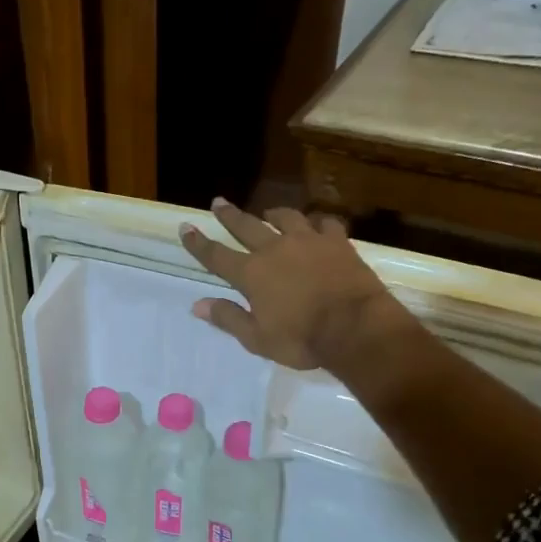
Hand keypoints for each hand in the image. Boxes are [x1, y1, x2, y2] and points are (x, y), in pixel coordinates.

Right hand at [178, 199, 409, 370]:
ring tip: (268, 213)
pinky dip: (318, 222)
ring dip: (273, 214)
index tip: (185, 227)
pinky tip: (317, 224)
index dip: (198, 243)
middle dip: (229, 215)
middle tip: (218, 202)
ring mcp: (308, 241)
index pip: (216, 256)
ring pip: (286, 217)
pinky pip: (326, 223)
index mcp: (251, 274)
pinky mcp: (338, 241)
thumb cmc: (302, 339)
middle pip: (246, 226)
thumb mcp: (257, 338)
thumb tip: (197, 305)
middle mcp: (275, 249)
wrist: (355, 327)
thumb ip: (228, 318)